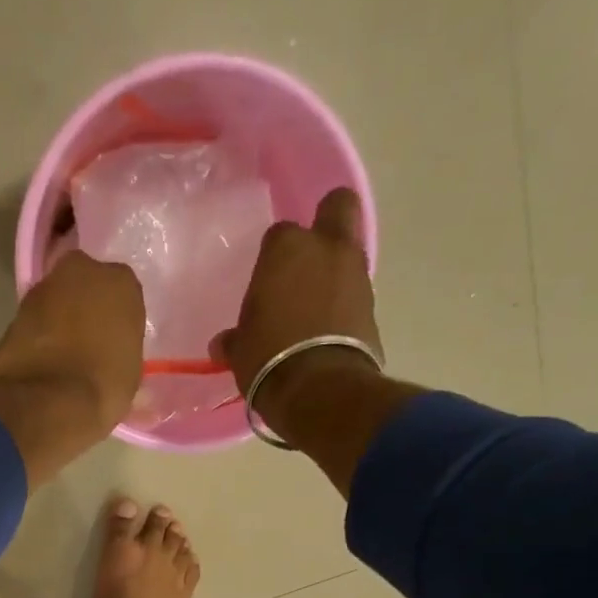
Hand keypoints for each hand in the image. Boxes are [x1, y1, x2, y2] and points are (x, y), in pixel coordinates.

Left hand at [0, 251, 144, 489]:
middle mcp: (80, 271)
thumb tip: (126, 374)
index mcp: (120, 282)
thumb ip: (125, 357)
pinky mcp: (13, 312)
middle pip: (86, 287)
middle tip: (90, 343)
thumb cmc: (102, 388)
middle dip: (86, 309)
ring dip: (59, 321)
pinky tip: (42, 364)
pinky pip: (35, 323)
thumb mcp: (130, 378)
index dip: (118, 319)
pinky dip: (38, 337)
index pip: (124, 294)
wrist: (44, 404)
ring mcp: (42, 289)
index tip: (116, 341)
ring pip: (57, 302)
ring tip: (63, 358)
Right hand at [214, 187, 425, 495]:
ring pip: (349, 253)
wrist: (319, 389)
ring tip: (316, 305)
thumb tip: (223, 343)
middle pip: (337, 208)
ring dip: (336, 271)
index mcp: (286, 248)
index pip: (278, 235)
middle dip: (327, 222)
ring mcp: (356, 274)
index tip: (266, 282)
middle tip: (309, 256)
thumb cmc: (269, 359)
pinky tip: (328, 329)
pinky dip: (345, 304)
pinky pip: (356, 293)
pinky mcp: (373, 305)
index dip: (272, 257)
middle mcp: (326, 248)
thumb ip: (235, 339)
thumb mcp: (241, 351)